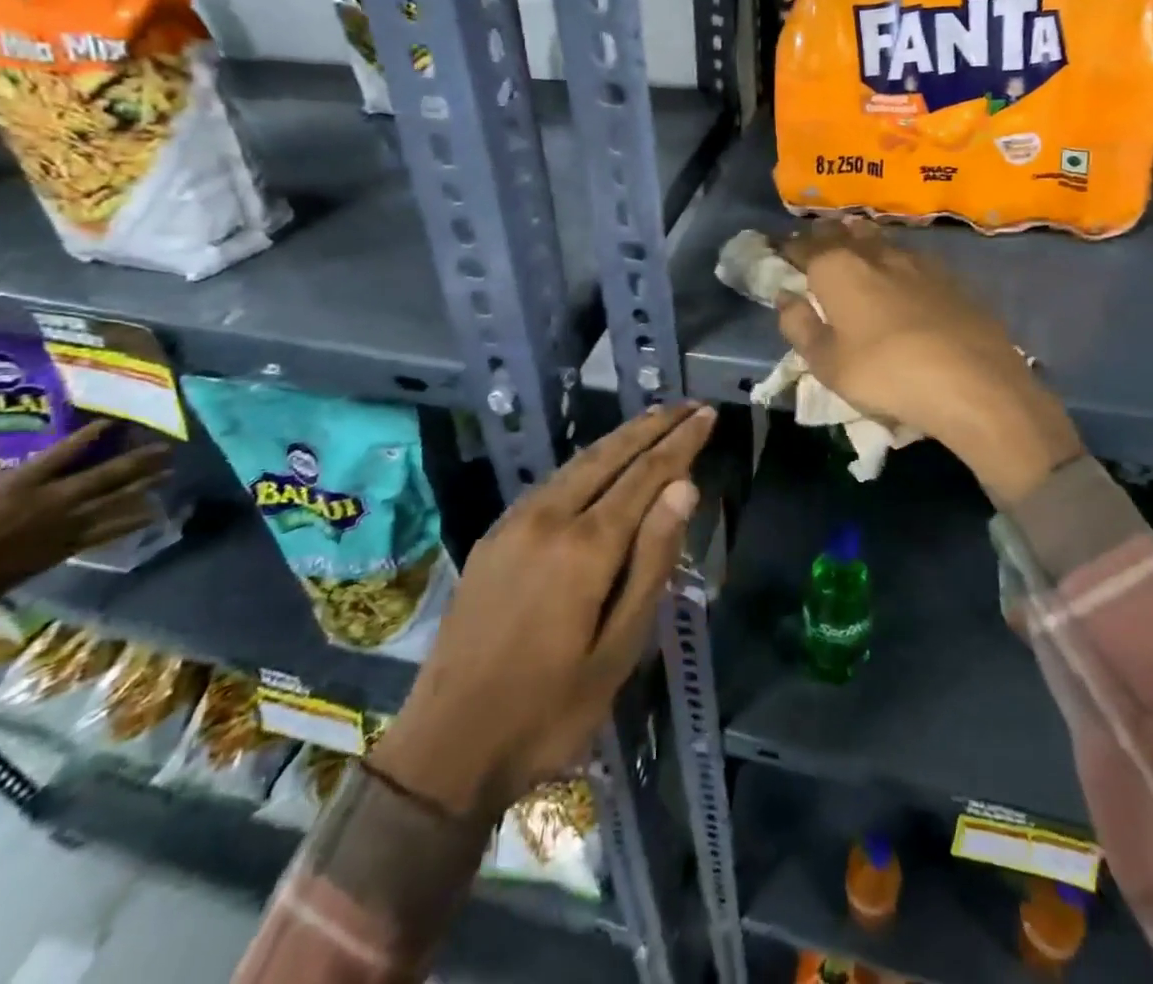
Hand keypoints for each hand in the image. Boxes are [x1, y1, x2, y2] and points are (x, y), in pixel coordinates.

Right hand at [0, 422, 167, 602]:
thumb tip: (0, 454)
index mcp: (28, 482)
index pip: (64, 452)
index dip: (89, 435)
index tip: (112, 422)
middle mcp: (57, 497)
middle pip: (107, 474)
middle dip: (139, 460)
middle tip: (166, 449)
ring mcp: (69, 520)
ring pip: (117, 498)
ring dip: (146, 485)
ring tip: (170, 473)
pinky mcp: (74, 542)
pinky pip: (111, 529)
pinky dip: (133, 520)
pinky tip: (153, 513)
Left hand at [374, 404, 714, 821]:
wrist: (446, 747)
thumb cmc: (548, 710)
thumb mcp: (618, 650)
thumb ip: (651, 562)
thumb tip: (683, 489)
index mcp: (585, 547)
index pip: (645, 476)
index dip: (679, 443)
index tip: (707, 415)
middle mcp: (548, 518)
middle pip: (609, 455)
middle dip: (653, 426)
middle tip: (688, 405)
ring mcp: (515, 522)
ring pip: (578, 463)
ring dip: (620, 438)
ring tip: (654, 418)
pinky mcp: (495, 536)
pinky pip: (552, 482)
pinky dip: (588, 462)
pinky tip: (601, 462)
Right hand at [778, 217, 1082, 502]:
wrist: (973, 383)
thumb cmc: (885, 374)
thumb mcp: (826, 363)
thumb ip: (799, 326)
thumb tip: (785, 297)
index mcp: (837, 269)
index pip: (804, 248)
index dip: (789, 249)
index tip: (780, 251)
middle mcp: (875, 254)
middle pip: (844, 233)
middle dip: (825, 236)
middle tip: (816, 243)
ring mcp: (918, 262)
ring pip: (881, 240)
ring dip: (862, 240)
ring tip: (854, 244)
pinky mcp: (951, 277)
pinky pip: (912, 257)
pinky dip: (895, 259)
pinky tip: (900, 272)